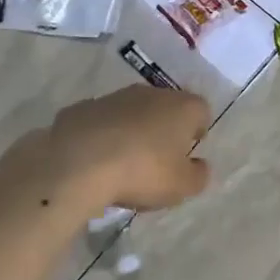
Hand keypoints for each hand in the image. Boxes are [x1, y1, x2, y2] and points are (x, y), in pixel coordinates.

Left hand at [49, 85, 212, 211]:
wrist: (78, 163)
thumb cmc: (142, 172)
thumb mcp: (181, 186)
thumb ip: (198, 175)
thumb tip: (200, 165)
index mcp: (182, 107)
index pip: (201, 110)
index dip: (197, 129)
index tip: (189, 149)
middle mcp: (151, 93)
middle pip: (166, 107)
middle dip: (164, 127)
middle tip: (158, 157)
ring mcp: (114, 97)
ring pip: (132, 111)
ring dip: (132, 129)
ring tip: (124, 161)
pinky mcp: (83, 107)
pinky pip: (101, 120)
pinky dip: (102, 134)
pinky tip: (95, 159)